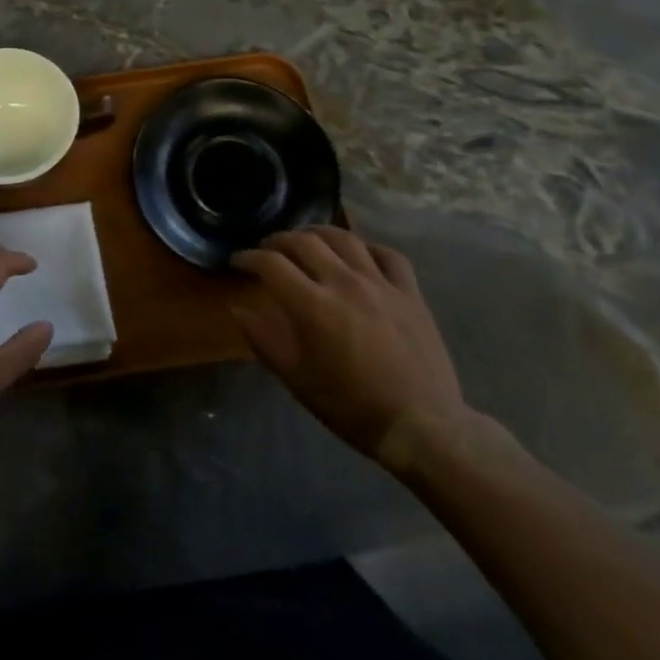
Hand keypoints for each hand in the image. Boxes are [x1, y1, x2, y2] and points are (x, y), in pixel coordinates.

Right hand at [232, 227, 471, 469]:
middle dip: (278, 240)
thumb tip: (239, 309)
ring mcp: (381, 283)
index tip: (238, 262)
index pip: (271, 264)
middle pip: (304, 242)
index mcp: (313, 305)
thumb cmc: (352, 407)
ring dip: (318, 233)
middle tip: (267, 249)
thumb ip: (264, 340)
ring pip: (344, 238)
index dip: (248, 258)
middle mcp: (344, 283)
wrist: (421, 426)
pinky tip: (358, 254)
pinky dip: (367, 247)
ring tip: (306, 239)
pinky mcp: (410, 292)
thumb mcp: (297, 380)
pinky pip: (387, 254)